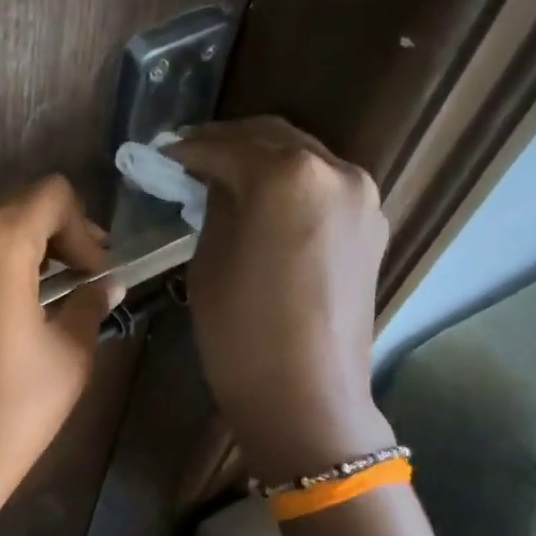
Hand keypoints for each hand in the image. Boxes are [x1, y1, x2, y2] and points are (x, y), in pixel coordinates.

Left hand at [0, 175, 123, 528]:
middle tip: (79, 282)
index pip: (50, 195)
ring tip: (44, 297)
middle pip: (13, 205)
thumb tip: (106, 284)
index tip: (94, 276)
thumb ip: (88, 305)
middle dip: (53, 235)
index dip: (83, 228)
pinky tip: (4, 311)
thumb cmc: (8, 414)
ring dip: (19, 248)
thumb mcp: (68, 357)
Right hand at [171, 118, 394, 483]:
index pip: (227, 146)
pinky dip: (291, 186)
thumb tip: (215, 181)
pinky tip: (266, 206)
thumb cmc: (241, 335)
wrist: (306, 397)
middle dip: (228, 145)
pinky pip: (324, 188)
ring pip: (303, 159)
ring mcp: (363, 197)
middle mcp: (335, 171)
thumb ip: (215, 207)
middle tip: (190, 160)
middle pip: (272, 138)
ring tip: (225, 180)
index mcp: (287, 176)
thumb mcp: (209, 263)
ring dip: (262, 162)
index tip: (162, 157)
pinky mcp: (373, 226)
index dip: (188, 150)